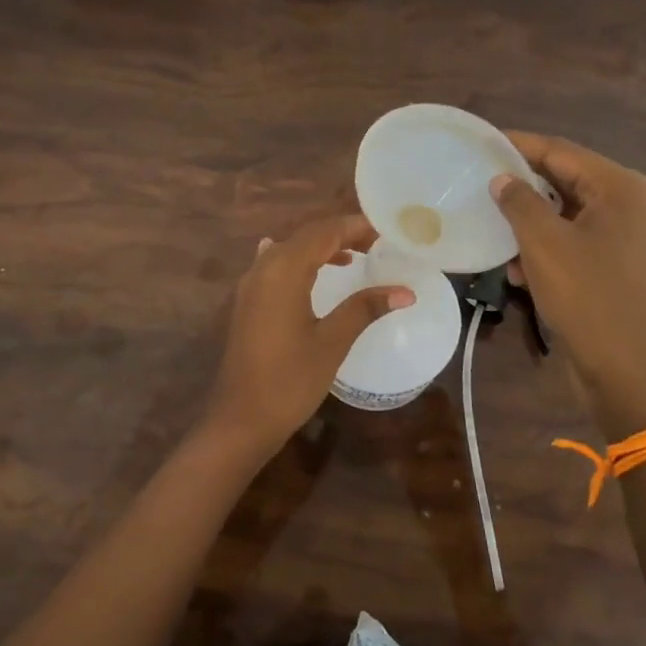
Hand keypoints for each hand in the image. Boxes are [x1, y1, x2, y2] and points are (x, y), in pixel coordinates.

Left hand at [196, 215, 412, 459]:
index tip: (386, 232)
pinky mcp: (247, 303)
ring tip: (355, 257)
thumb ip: (365, 309)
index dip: (355, 227)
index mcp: (284, 270)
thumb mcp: (332, 342)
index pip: (324, 232)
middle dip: (340, 234)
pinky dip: (301, 263)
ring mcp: (250, 285)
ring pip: (289, 250)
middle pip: (305, 236)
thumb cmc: (290, 380)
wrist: (241, 418)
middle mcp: (263, 268)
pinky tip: (312, 270)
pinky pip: (275, 267)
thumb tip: (405, 291)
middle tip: (377, 244)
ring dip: (320, 248)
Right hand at [492, 133, 645, 438]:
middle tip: (479, 181)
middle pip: (565, 180)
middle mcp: (628, 204)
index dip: (518, 144)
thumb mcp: (543, 243)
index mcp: (619, 187)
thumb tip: (502, 179)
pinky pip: (574, 240)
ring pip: (566, 213)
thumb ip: (519, 202)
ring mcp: (626, 236)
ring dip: (529, 222)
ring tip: (493, 230)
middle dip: (522, 186)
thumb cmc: (586, 295)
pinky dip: (545, 247)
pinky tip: (516, 268)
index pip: (560, 151)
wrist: (625, 368)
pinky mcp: (616, 265)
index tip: (481, 142)